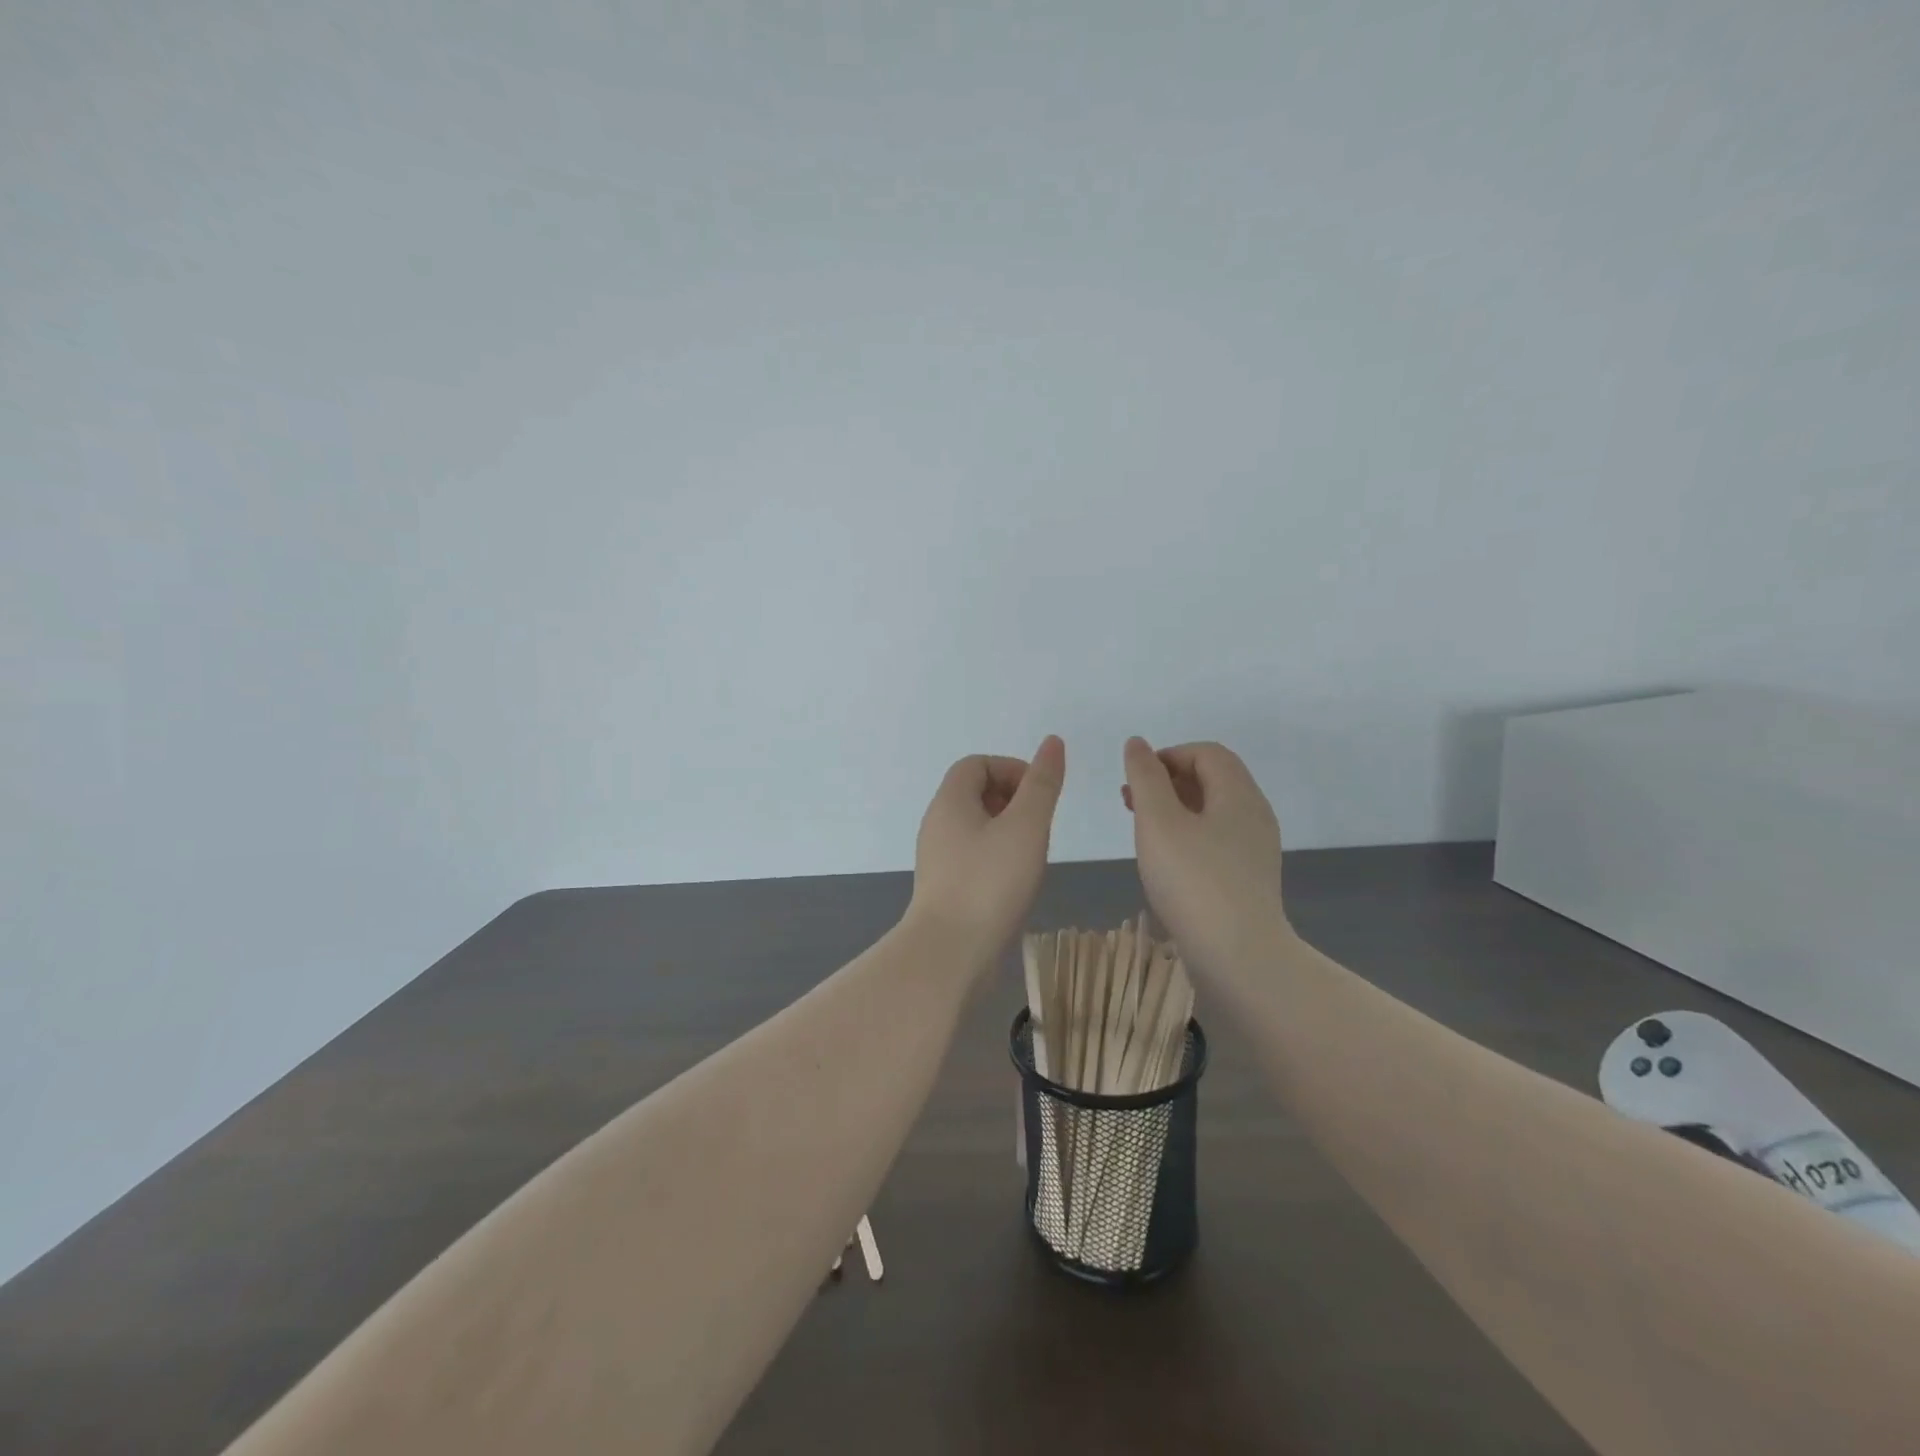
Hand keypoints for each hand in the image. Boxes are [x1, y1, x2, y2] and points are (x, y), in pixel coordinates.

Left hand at [908, 735, 1065, 959]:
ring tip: (1033, 854)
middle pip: (975, 793)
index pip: (977, 764)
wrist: (949, 953)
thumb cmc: (990, 883)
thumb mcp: (1026, 827)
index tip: (1039, 795)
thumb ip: (1042, 784)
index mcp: (950, 802)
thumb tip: (1052, 743)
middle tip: (1040, 826)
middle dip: (1013, 799)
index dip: (1012, 769)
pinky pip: (973, 856)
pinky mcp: (944, 888)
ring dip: (1008, 830)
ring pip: (976, 827)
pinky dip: (998, 857)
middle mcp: (937, 824)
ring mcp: (938, 858)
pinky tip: (1017, 882)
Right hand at [1122, 738, 1289, 981]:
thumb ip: (1145, 778)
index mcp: (1238, 794)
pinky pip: (1216, 839)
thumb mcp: (1158, 822)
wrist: (1239, 956)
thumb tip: (1137, 744)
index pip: (1206, 753)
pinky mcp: (1249, 877)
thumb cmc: (1193, 881)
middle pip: (1212, 779)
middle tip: (1129, 801)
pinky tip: (1165, 860)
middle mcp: (1254, 814)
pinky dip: (1187, 835)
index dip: (1167, 755)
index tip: (1135, 779)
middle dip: (1167, 781)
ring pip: (1212, 811)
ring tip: (1140, 828)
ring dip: (1174, 809)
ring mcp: (1255, 849)